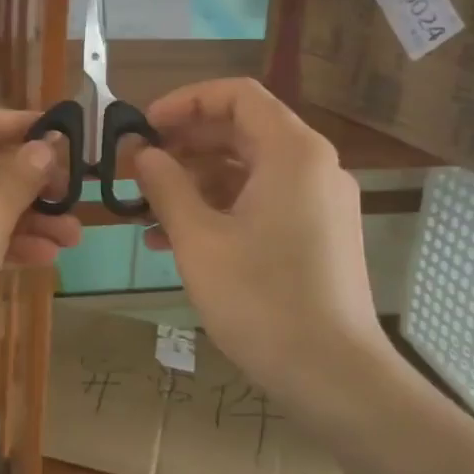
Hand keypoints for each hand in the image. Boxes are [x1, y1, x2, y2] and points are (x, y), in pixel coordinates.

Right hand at [126, 79, 394, 398]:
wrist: (335, 378)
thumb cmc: (261, 300)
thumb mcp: (198, 239)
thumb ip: (166, 186)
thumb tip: (143, 153)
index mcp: (292, 153)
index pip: (237, 95)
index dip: (185, 102)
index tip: (144, 128)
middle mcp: (313, 166)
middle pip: (241, 130)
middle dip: (184, 144)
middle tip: (138, 167)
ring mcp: (318, 202)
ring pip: (248, 169)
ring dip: (195, 181)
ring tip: (146, 211)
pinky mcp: (317, 234)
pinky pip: (262, 201)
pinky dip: (220, 208)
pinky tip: (175, 239)